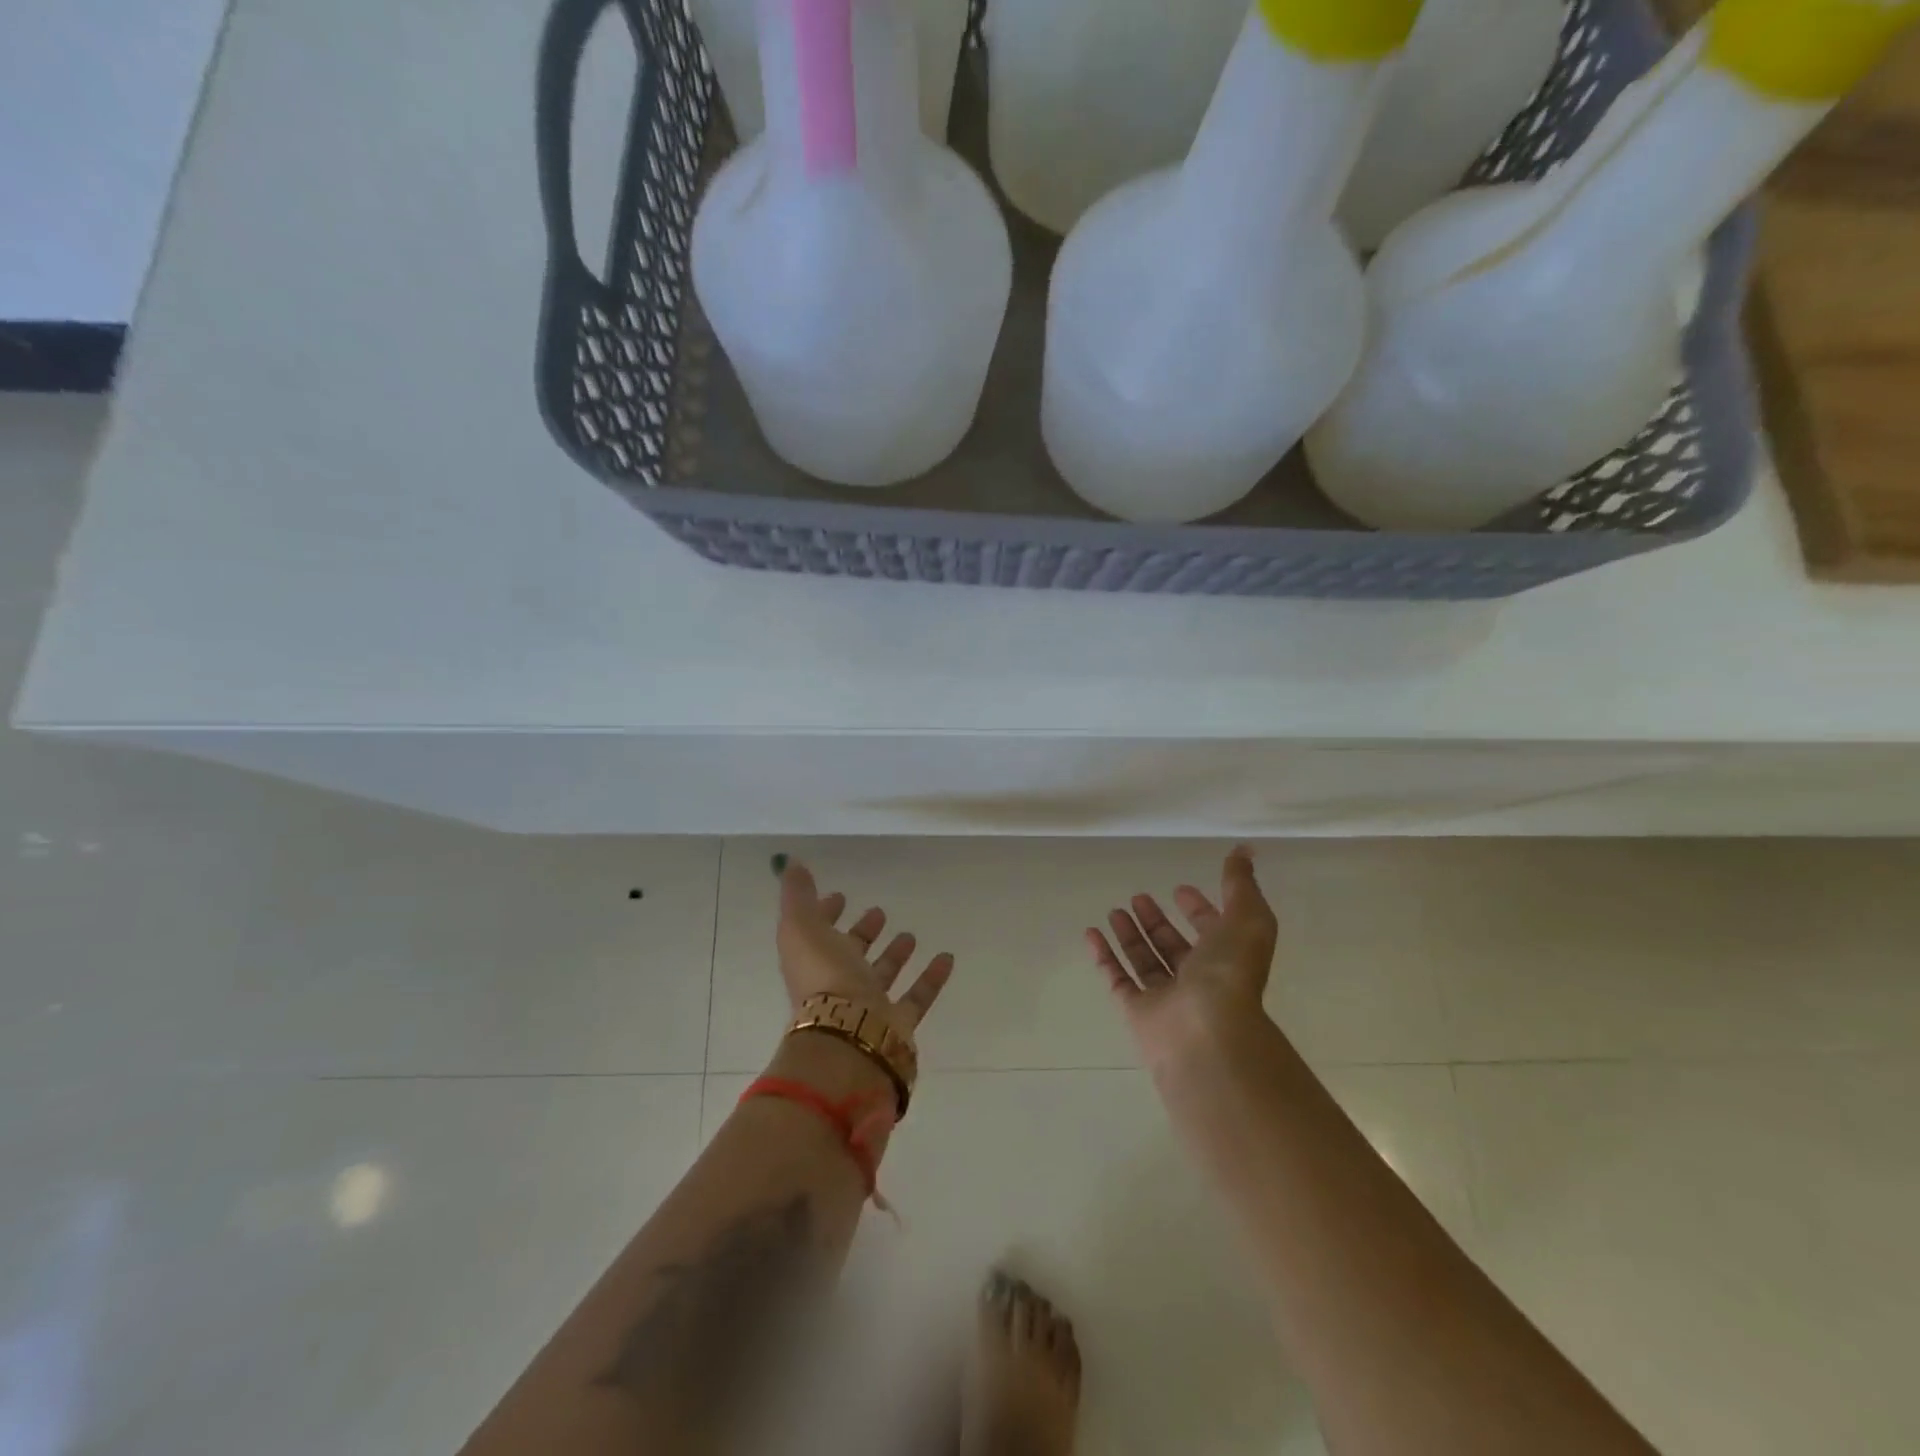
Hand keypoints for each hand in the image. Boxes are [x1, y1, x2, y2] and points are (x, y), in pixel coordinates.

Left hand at [777, 860, 955, 1041]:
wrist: (849, 1037)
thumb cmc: (824, 977)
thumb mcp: (801, 927)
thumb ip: (797, 896)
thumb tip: (788, 864)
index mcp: (812, 961)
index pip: (817, 933)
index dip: (825, 914)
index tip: (840, 896)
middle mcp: (837, 983)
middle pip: (850, 955)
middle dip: (862, 934)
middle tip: (878, 913)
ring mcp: (867, 1006)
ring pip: (882, 976)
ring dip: (894, 955)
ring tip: (910, 934)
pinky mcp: (897, 1024)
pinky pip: (917, 996)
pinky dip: (931, 978)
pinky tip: (947, 958)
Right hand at [1087, 846, 1278, 1066]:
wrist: (1207, 1032)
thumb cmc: (1230, 973)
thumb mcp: (1247, 918)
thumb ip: (1240, 884)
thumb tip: (1244, 849)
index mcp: (1227, 959)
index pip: (1212, 930)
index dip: (1198, 909)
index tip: (1180, 888)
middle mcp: (1198, 979)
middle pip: (1174, 946)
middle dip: (1157, 921)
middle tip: (1139, 896)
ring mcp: (1167, 998)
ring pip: (1146, 961)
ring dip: (1131, 935)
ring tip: (1114, 909)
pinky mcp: (1138, 1011)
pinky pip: (1117, 979)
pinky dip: (1104, 957)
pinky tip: (1090, 933)